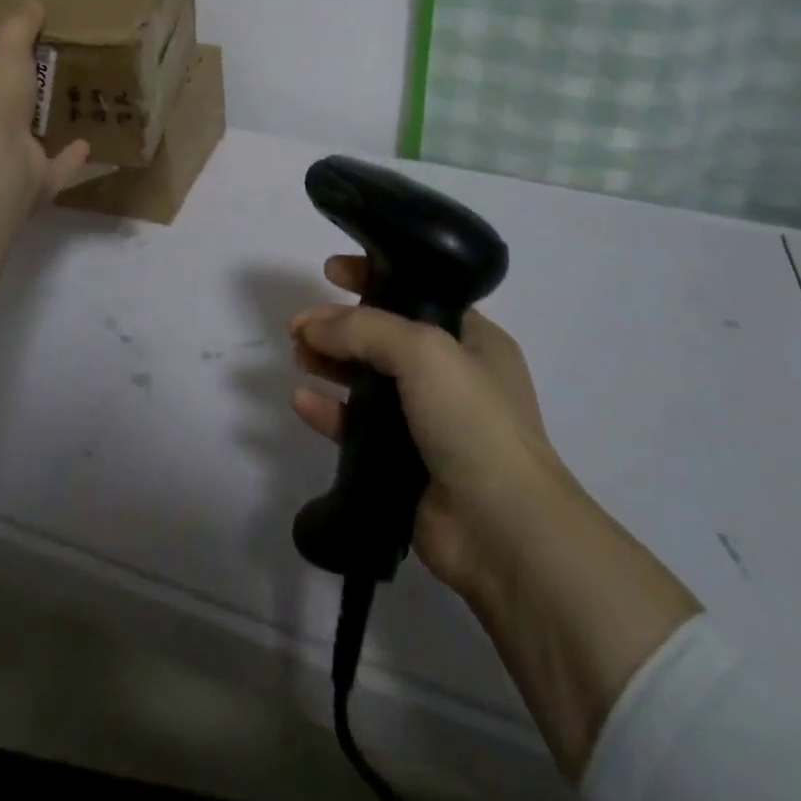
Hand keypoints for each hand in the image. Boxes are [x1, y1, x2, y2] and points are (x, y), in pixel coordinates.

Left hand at [0, 0, 89, 300]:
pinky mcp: (31, 187)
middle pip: (8, 117)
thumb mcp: (5, 54)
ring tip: (77, 114)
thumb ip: (19, 29)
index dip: (3, 68)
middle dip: (27, 103)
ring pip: (29, 147)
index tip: (29, 56)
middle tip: (59, 83)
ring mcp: (5, 163)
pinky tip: (90, 146)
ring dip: (48, 134)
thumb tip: (33, 0)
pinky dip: (70, 161)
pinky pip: (55, 172)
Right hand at [288, 255, 560, 605]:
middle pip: (384, 336)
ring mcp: (428, 422)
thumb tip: (312, 324)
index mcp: (473, 340)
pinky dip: (329, 412)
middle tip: (301, 325)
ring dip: (331, 364)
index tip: (331, 270)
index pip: (417, 291)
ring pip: (367, 381)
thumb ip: (363, 328)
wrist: (502, 529)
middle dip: (341, 325)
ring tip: (299, 355)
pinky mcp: (403, 463)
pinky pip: (357, 427)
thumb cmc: (473, 421)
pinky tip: (301, 401)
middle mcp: (452, 376)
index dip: (373, 276)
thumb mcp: (423, 351)